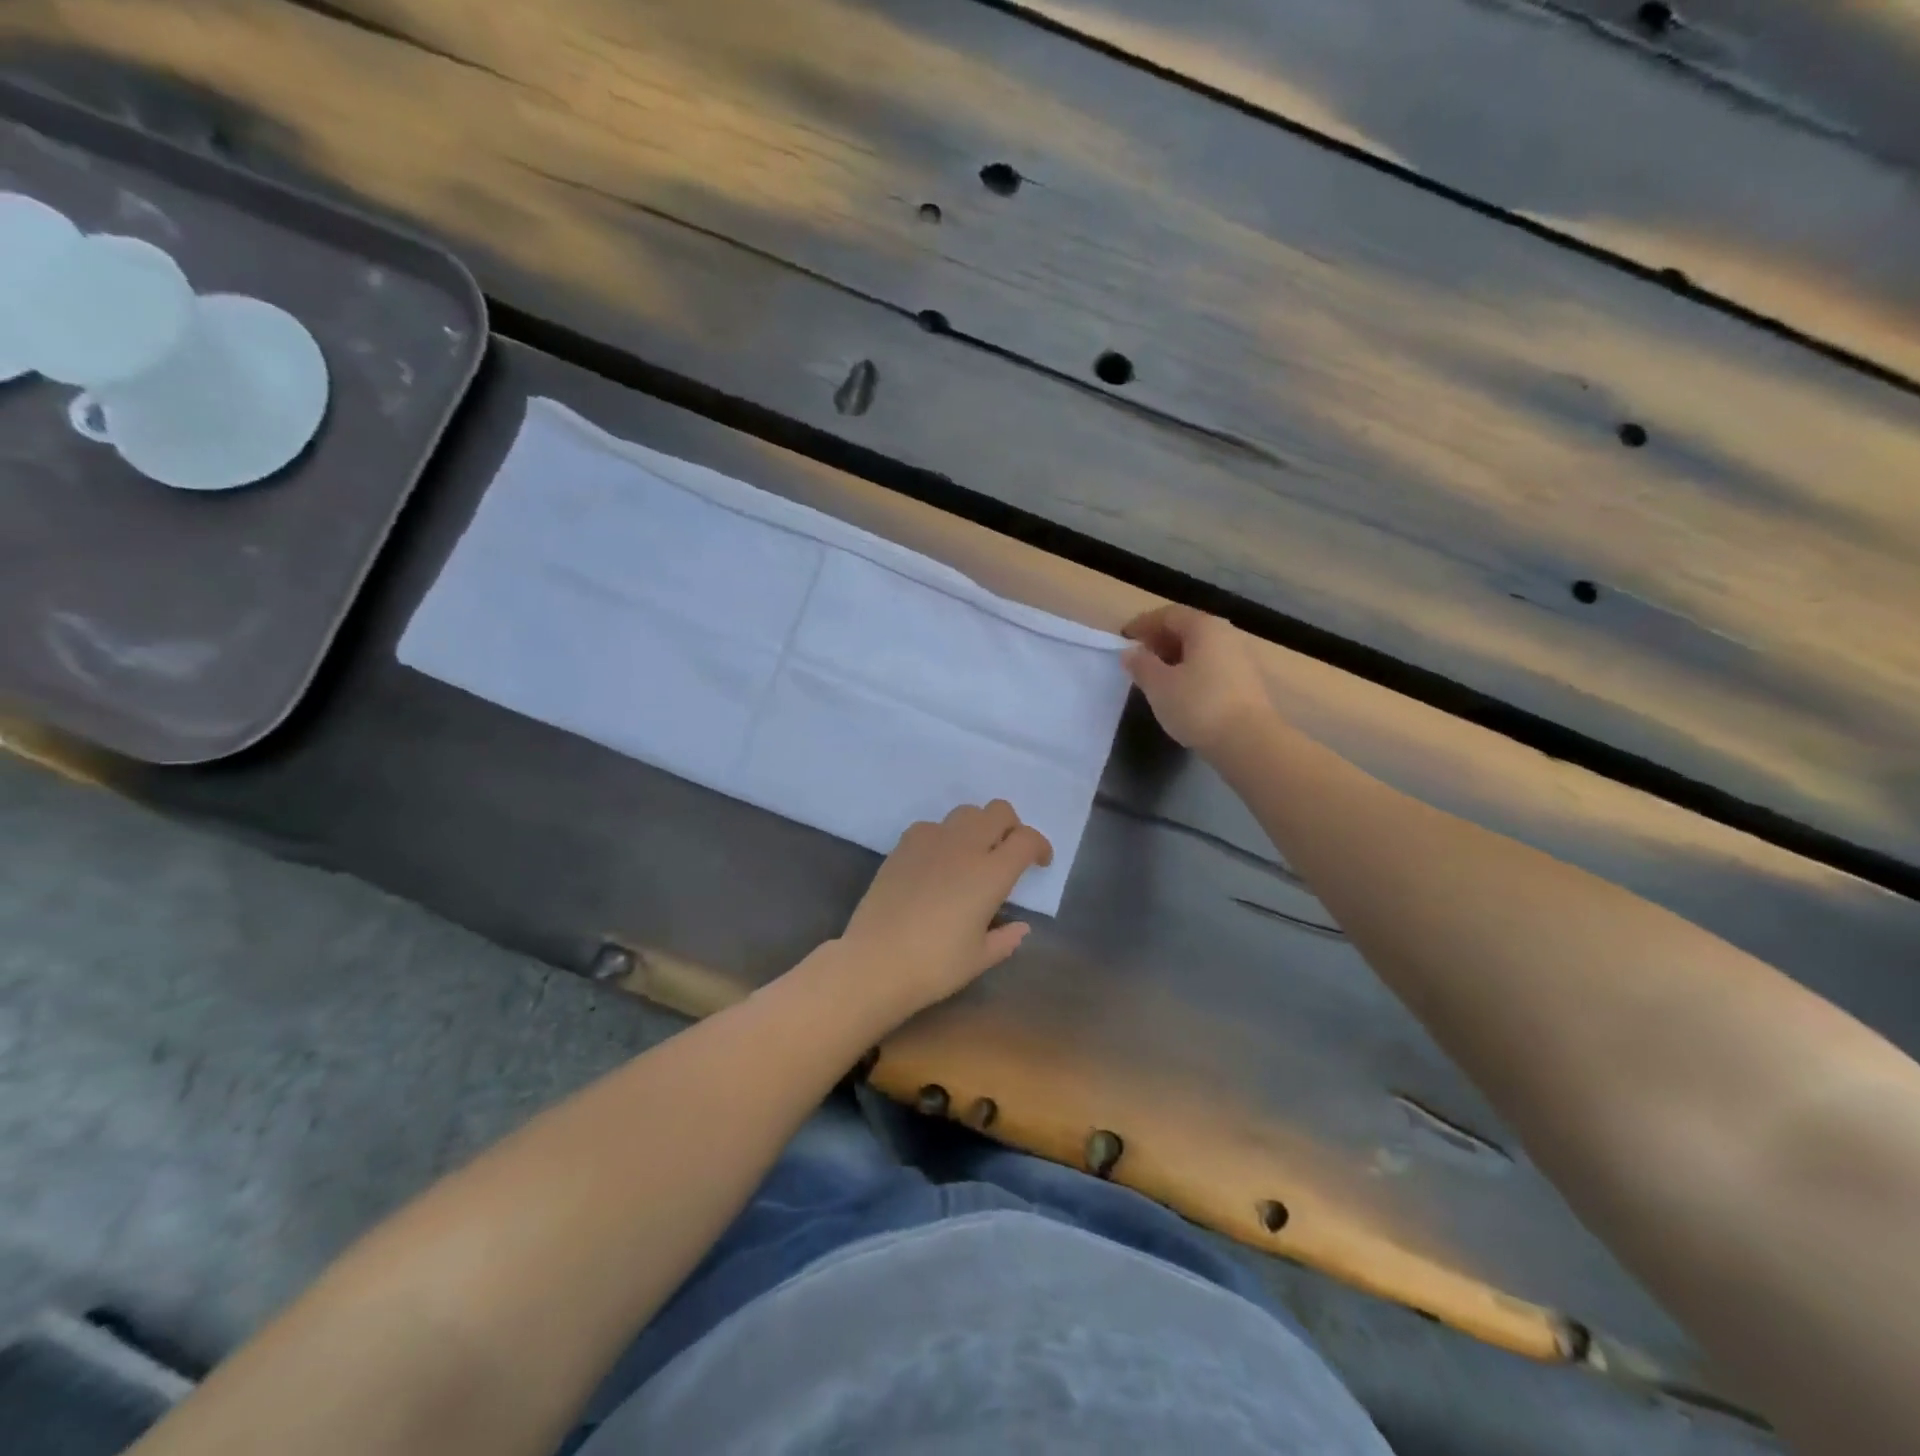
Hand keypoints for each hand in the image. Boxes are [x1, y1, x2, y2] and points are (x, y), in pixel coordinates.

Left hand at [837, 800, 1052, 1020]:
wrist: (874, 961)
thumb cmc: (934, 965)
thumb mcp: (979, 958)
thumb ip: (1006, 939)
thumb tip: (1020, 927)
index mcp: (991, 873)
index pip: (1026, 839)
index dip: (1039, 846)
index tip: (1040, 863)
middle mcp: (964, 847)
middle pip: (998, 811)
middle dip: (1011, 826)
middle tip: (1009, 853)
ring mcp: (931, 841)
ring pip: (966, 812)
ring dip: (978, 826)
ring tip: (974, 854)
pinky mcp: (903, 845)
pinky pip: (933, 826)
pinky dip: (945, 836)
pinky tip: (938, 862)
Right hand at [1122, 604, 1274, 754]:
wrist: (1248, 742)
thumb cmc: (1198, 705)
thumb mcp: (1158, 685)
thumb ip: (1141, 665)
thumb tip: (1131, 652)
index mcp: (1204, 627)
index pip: (1168, 615)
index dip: (1143, 624)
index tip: (1123, 638)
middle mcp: (1226, 635)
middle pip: (1187, 629)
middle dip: (1159, 640)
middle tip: (1138, 658)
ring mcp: (1240, 659)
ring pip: (1200, 650)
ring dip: (1175, 658)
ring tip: (1155, 677)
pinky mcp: (1246, 683)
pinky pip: (1211, 667)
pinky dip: (1191, 672)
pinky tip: (1180, 692)